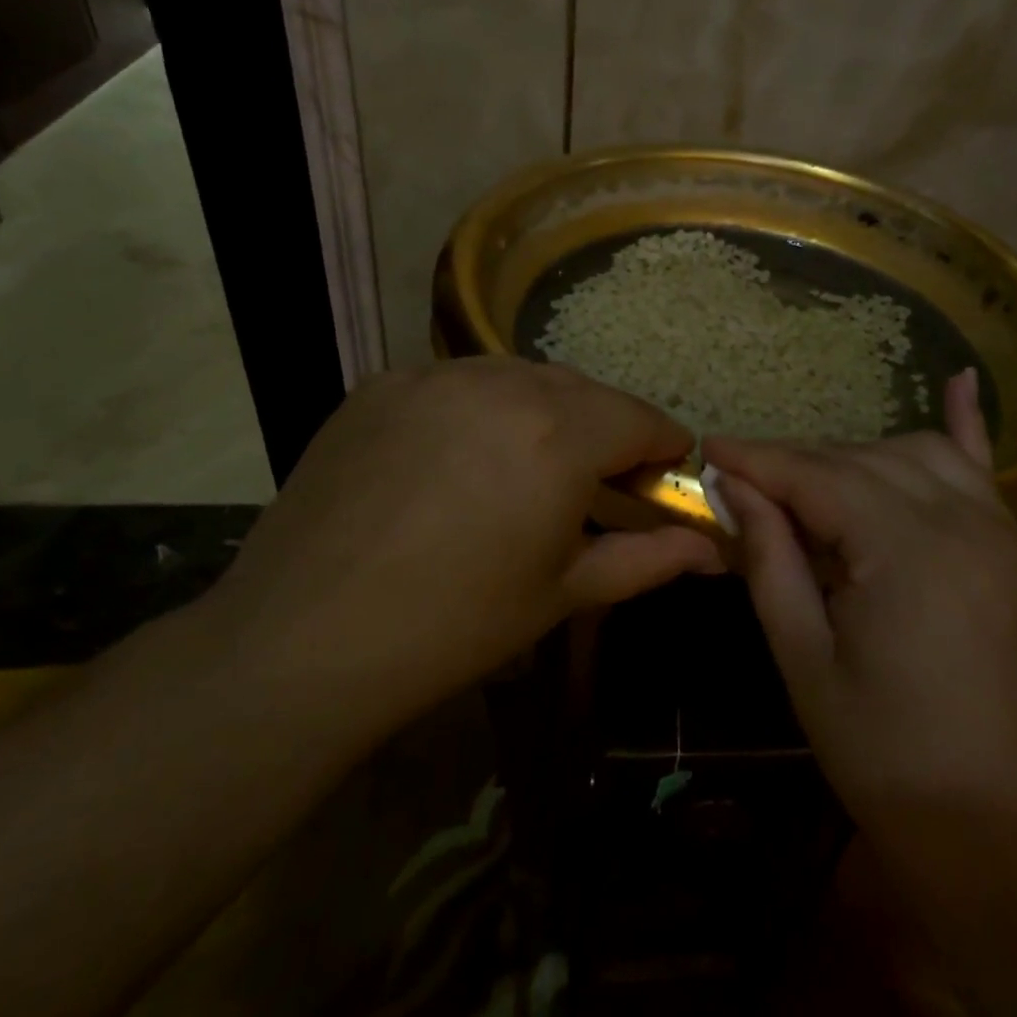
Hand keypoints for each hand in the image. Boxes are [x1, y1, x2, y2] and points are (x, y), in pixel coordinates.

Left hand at [207, 358, 721, 721]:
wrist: (302, 640)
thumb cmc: (455, 626)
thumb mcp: (564, 593)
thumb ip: (649, 559)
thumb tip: (713, 551)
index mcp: (560, 435)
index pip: (641, 418)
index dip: (663, 446)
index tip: (664, 475)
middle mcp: (503, 384)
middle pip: (583, 391)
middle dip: (606, 428)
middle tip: (598, 481)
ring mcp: (434, 376)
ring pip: (519, 377)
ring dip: (544, 412)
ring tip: (528, 466)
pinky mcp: (381, 385)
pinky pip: (456, 383)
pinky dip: (480, 409)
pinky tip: (460, 458)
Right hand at [704, 371, 1016, 837]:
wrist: (1003, 827)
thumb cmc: (886, 753)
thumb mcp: (805, 658)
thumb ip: (771, 559)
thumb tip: (735, 488)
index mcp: (905, 550)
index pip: (816, 477)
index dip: (758, 459)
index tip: (708, 447)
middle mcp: (960, 520)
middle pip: (860, 460)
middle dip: (796, 461)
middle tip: (744, 480)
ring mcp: (999, 530)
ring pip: (913, 454)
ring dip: (854, 456)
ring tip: (809, 483)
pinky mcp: (1016, 550)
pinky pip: (986, 470)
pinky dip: (964, 425)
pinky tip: (956, 379)